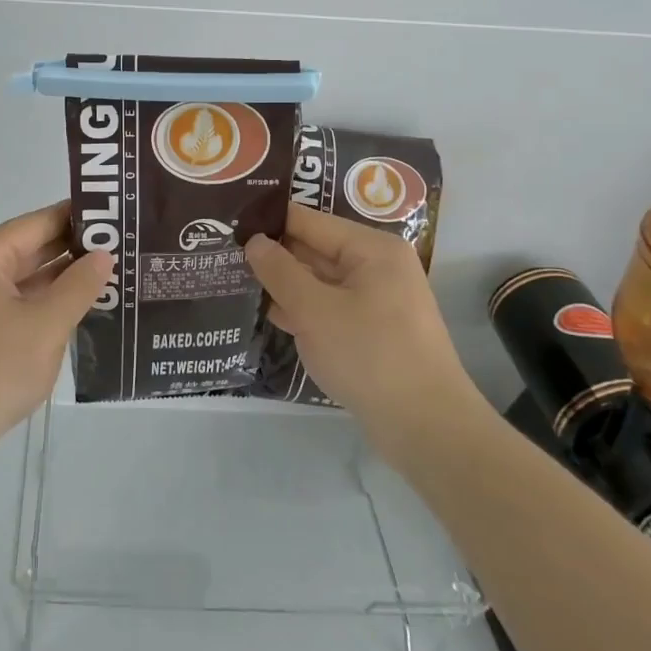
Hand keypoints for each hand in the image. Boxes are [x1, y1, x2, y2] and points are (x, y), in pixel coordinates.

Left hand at [0, 202, 111, 469]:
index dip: (78, 216)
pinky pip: (16, 304)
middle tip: (123, 245)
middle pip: (30, 248)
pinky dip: (46, 304)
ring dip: (63, 279)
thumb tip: (103, 255)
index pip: (38, 222)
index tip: (117, 213)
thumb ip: (79, 285)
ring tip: (112, 274)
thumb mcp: (46, 325)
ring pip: (25, 279)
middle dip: (74, 249)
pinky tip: (81, 309)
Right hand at [246, 203, 485, 463]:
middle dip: (272, 255)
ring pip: (319, 281)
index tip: (227, 225)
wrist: (428, 429)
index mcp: (370, 248)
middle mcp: (377, 266)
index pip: (308, 221)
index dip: (267, 222)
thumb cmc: (370, 356)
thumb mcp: (314, 310)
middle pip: (314, 249)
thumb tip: (253, 240)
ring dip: (283, 285)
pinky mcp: (373, 331)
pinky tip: (265, 314)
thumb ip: (279, 271)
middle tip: (222, 255)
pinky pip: (329, 308)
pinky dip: (302, 310)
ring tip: (233, 280)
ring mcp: (377, 300)